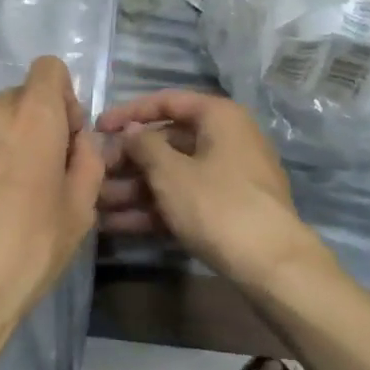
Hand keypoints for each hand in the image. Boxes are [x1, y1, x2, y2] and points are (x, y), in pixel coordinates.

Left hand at [0, 57, 104, 367]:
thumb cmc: (26, 253)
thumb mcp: (80, 211)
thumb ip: (87, 158)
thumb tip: (77, 139)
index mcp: (32, 116)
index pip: (50, 68)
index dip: (63, 98)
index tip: (63, 138)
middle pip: (20, 96)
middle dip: (34, 123)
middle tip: (35, 173)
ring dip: (1, 138)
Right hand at [96, 90, 332, 291]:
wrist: (274, 266)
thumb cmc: (218, 205)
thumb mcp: (171, 172)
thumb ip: (143, 145)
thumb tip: (131, 131)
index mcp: (219, 117)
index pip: (167, 102)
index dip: (129, 113)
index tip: (97, 128)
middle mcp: (227, 139)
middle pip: (167, 142)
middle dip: (128, 161)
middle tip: (94, 175)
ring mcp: (229, 177)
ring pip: (173, 175)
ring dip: (134, 189)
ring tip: (97, 205)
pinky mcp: (227, 210)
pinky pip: (184, 199)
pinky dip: (154, 209)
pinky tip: (118, 225)